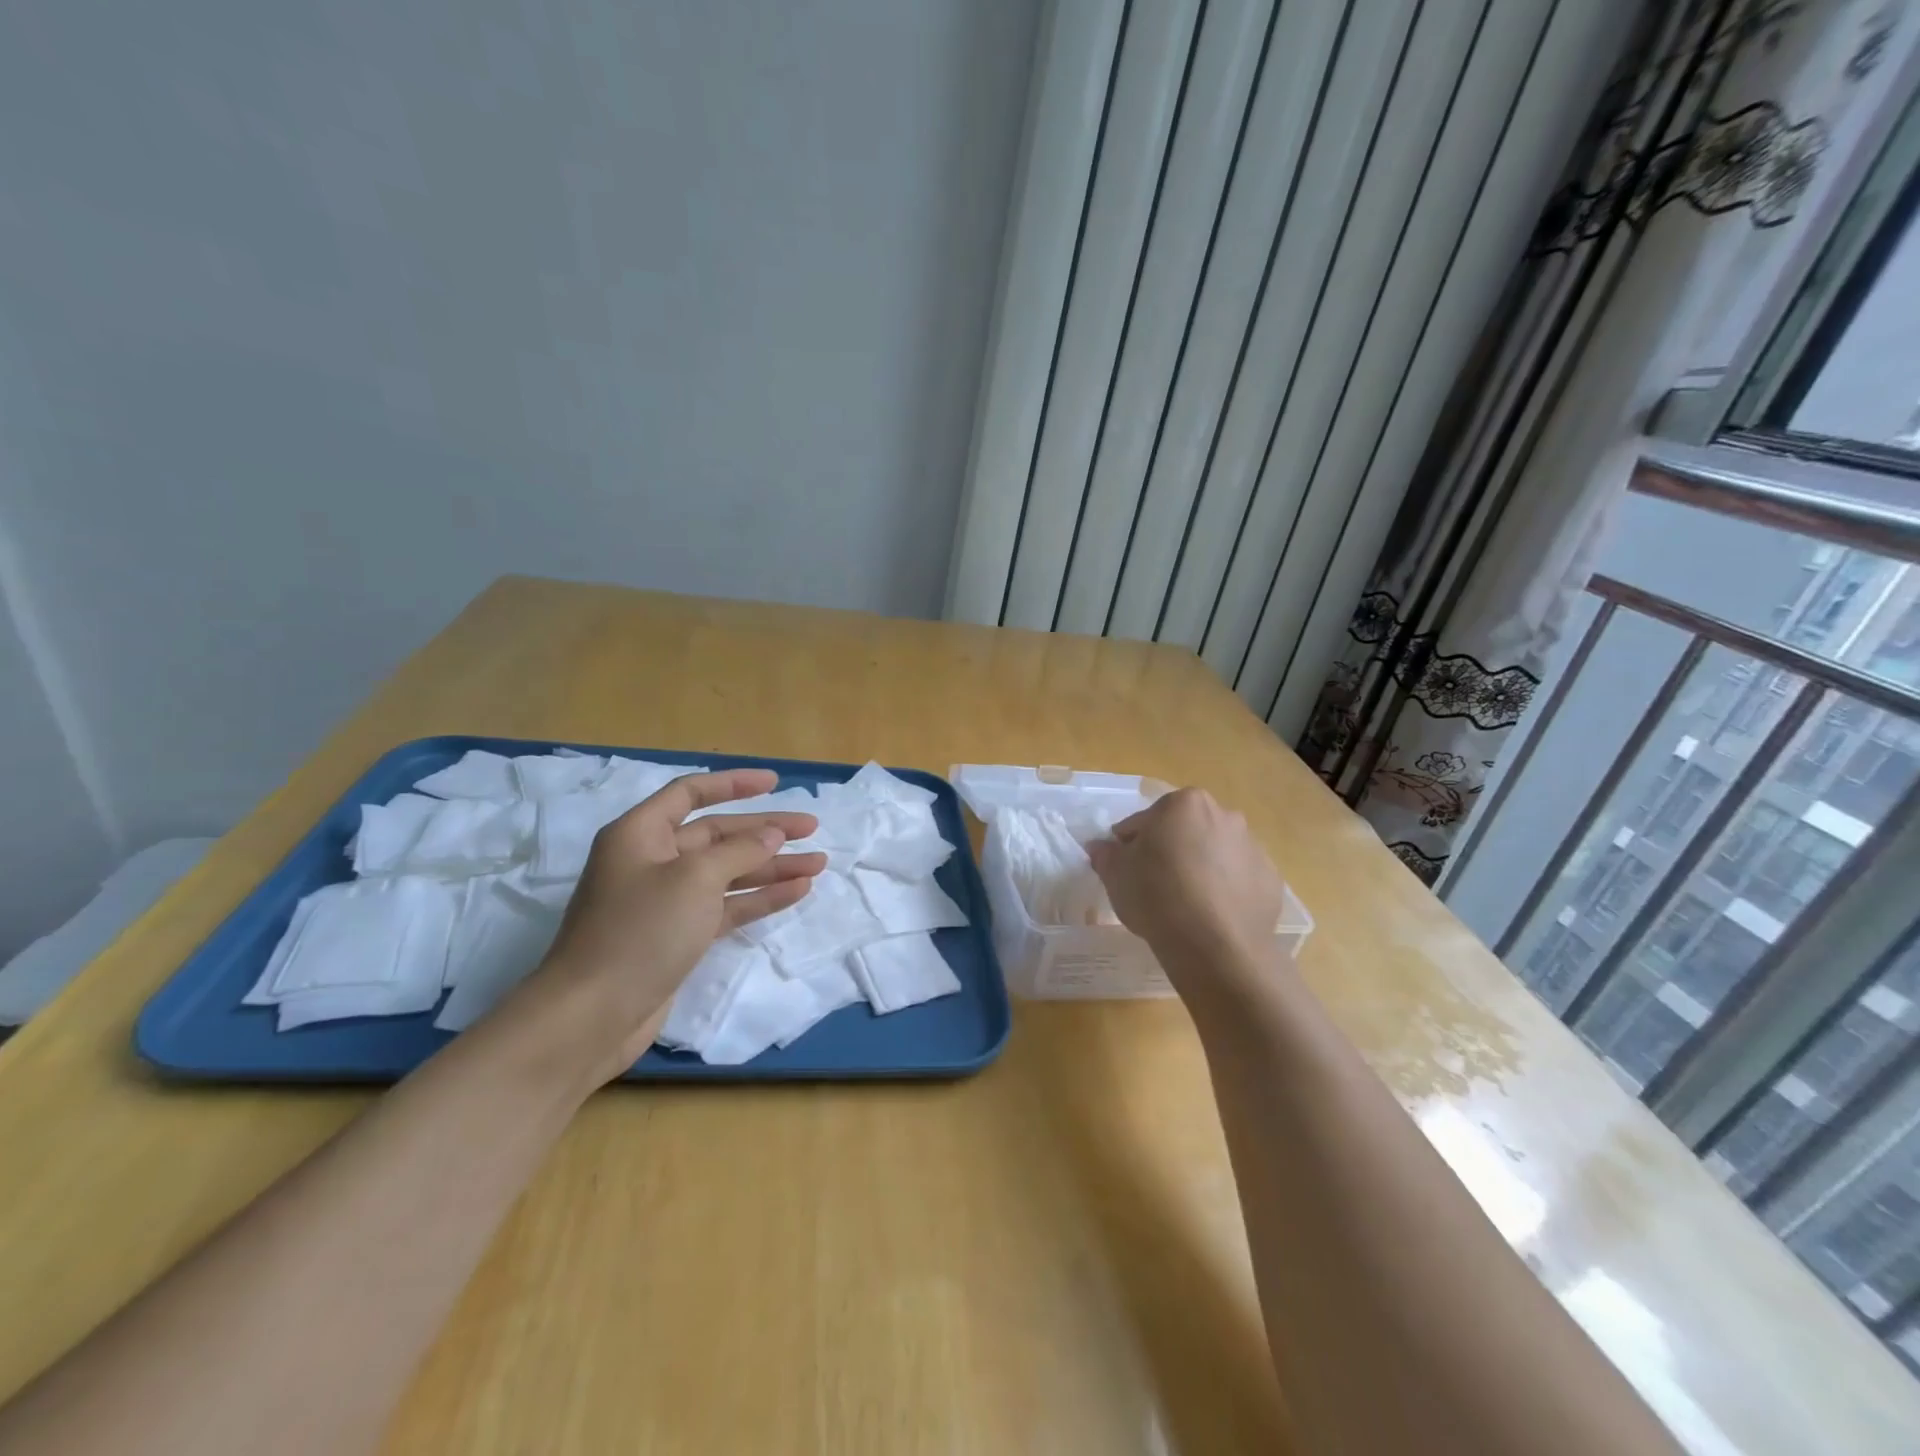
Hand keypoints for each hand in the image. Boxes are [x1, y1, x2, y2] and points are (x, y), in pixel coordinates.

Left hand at [522, 769, 826, 1079]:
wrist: (592, 1015)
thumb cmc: (640, 930)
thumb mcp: (694, 878)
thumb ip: (740, 850)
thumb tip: (772, 833)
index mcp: (641, 834)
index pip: (691, 793)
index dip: (734, 784)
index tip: (775, 782)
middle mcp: (653, 860)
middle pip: (717, 834)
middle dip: (765, 830)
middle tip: (811, 828)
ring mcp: (666, 901)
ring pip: (728, 872)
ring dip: (771, 867)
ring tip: (818, 863)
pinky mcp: (679, 935)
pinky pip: (726, 906)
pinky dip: (759, 898)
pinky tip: (797, 892)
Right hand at [1087, 788, 1286, 984]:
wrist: (1216, 945)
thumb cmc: (1157, 896)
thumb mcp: (1116, 874)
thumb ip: (1106, 854)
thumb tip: (1101, 847)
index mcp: (1183, 804)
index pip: (1145, 820)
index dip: (1130, 845)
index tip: (1125, 869)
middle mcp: (1223, 815)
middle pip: (1184, 830)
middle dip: (1170, 850)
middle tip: (1154, 884)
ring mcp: (1252, 847)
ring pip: (1214, 853)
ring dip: (1199, 868)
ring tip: (1184, 904)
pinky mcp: (1270, 879)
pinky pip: (1238, 879)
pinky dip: (1225, 890)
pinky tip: (1210, 916)